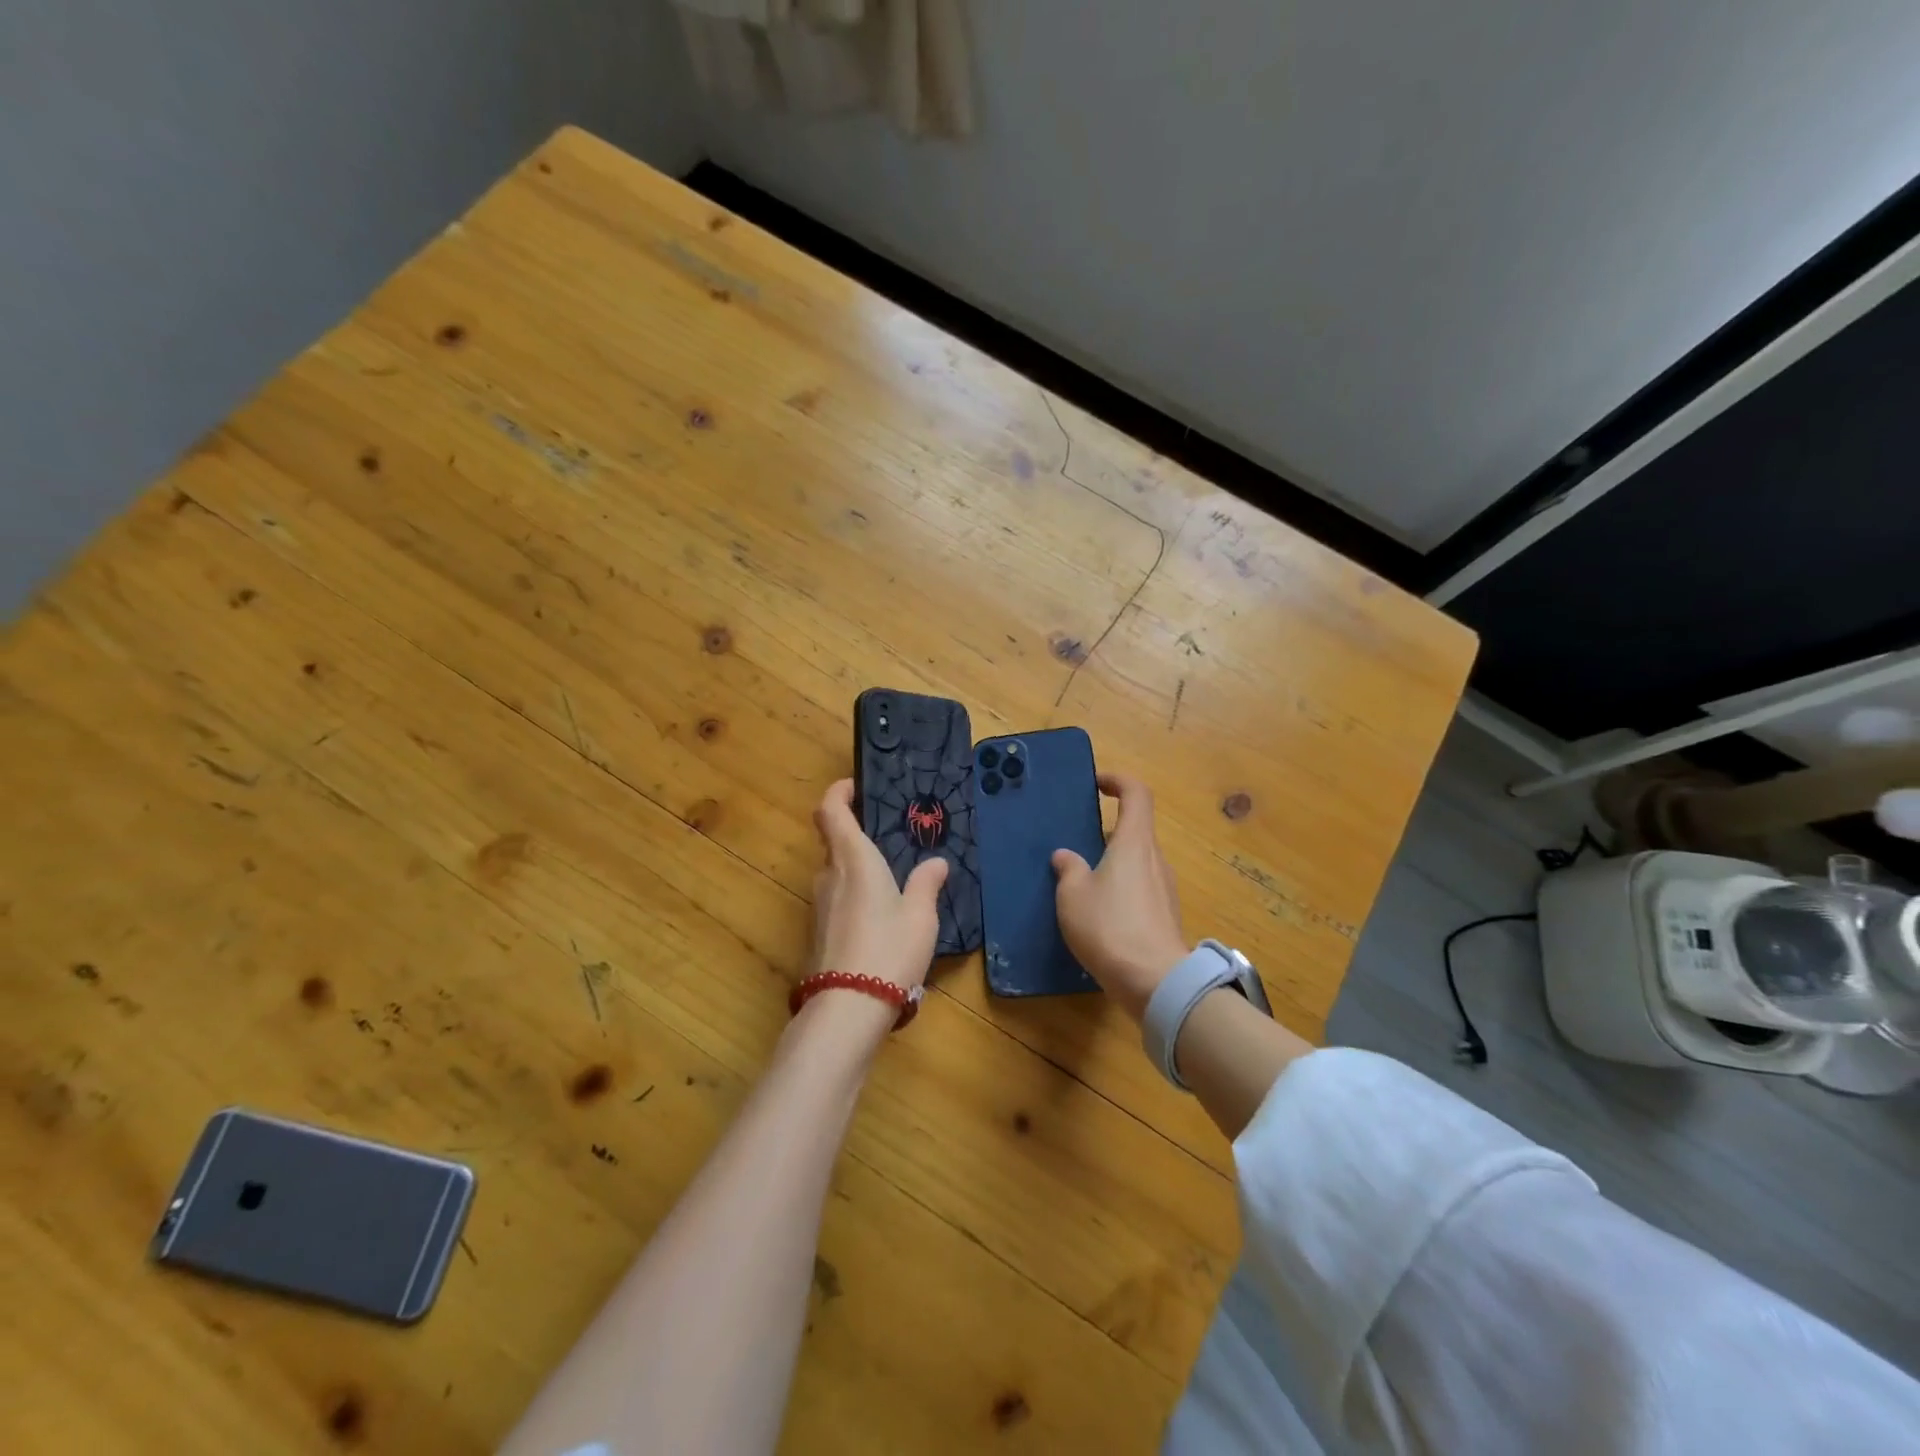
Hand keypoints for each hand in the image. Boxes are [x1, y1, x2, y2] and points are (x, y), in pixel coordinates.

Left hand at [809, 779, 948, 999]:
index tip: (855, 787)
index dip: (838, 793)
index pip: (830, 811)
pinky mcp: (819, 932)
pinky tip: (879, 915)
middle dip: (854, 833)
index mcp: (854, 859)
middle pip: (832, 841)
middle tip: (887, 836)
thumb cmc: (889, 948)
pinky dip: (854, 894)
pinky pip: (836, 899)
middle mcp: (829, 875)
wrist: (848, 1006)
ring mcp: (819, 906)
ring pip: (835, 872)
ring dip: (856, 868)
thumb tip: (936, 863)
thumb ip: (926, 884)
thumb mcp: (920, 915)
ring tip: (890, 878)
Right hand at [1052, 772, 1189, 1021]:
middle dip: (1107, 832)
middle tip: (1077, 845)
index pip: (1137, 794)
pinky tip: (1099, 916)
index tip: (1097, 784)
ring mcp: (1166, 889)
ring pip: (1137, 863)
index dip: (1118, 781)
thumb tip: (1066, 856)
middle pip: (1136, 831)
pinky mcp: (1166, 917)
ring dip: (1112, 864)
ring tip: (1082, 884)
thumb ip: (1068, 870)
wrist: (1156, 983)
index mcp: (1134, 843)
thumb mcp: (1073, 896)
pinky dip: (1121, 890)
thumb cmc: (1110, 927)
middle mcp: (1155, 859)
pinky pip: (1141, 890)